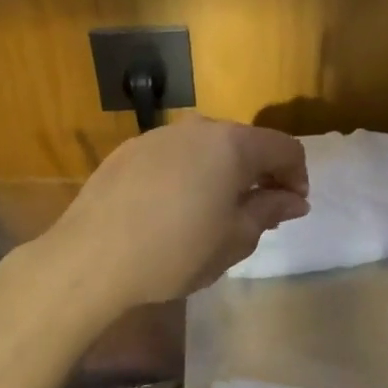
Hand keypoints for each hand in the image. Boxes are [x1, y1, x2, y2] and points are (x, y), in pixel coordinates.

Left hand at [43, 117, 309, 309]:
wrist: (91, 259)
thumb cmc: (176, 252)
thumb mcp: (235, 239)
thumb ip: (269, 211)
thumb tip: (293, 200)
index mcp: (233, 145)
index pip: (285, 148)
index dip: (297, 177)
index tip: (290, 210)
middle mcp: (199, 128)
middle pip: (246, 142)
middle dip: (260, 174)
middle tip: (258, 214)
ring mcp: (160, 135)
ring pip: (208, 147)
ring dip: (224, 173)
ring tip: (214, 211)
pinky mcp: (129, 150)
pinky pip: (175, 155)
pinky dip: (189, 174)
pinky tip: (174, 208)